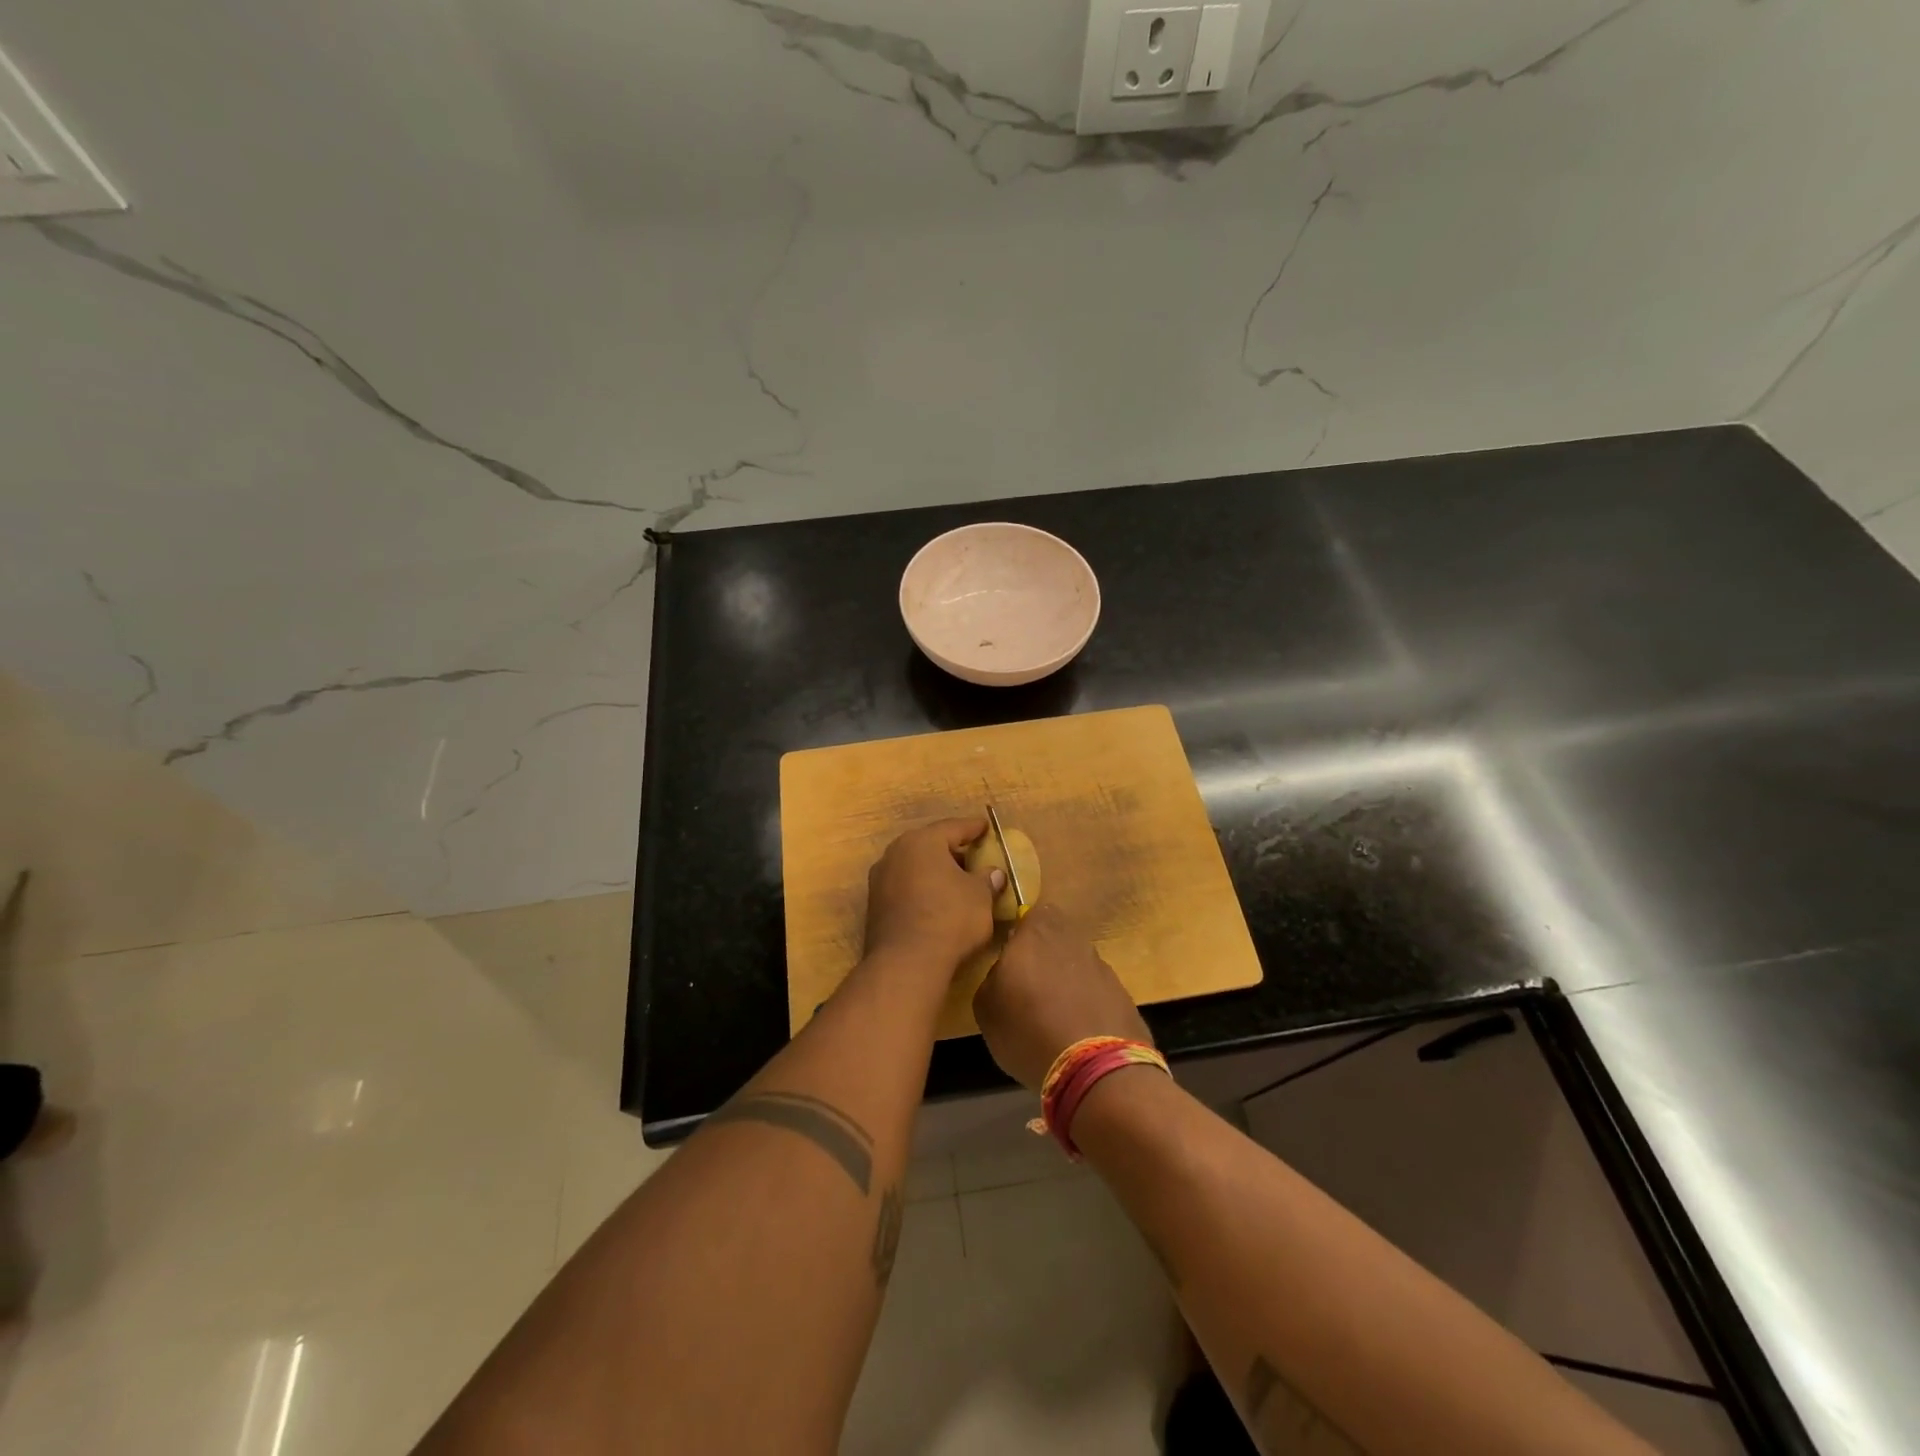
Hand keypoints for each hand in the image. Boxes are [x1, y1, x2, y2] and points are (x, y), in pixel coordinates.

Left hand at [862, 819, 1003, 976]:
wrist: (906, 963)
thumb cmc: (950, 918)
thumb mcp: (980, 896)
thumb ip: (987, 879)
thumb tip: (993, 873)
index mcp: (922, 841)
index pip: (953, 827)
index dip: (973, 828)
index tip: (986, 827)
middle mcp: (896, 853)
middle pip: (930, 845)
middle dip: (952, 851)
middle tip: (973, 858)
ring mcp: (880, 879)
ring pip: (914, 867)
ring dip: (934, 872)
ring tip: (956, 883)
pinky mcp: (874, 905)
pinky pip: (904, 887)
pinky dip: (921, 889)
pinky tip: (936, 903)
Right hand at [973, 904, 1150, 1090]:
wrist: (1096, 1069)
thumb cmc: (1028, 1030)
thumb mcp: (987, 1008)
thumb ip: (993, 978)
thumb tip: (1005, 973)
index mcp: (1036, 931)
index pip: (1028, 912)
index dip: (1020, 932)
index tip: (1011, 955)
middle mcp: (1072, 938)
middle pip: (1056, 936)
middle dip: (1044, 954)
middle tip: (1029, 984)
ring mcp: (1101, 965)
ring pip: (1076, 962)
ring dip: (1066, 980)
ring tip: (1053, 1014)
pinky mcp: (1122, 993)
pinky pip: (1095, 990)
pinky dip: (1086, 1003)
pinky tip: (1077, 1031)